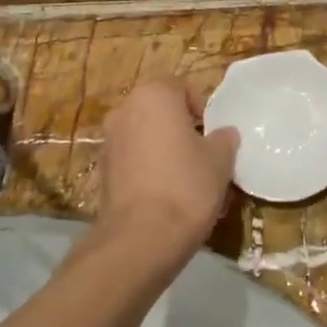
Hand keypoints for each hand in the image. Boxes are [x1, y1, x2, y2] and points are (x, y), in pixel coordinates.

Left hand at [93, 78, 238, 269]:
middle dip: (181, 129)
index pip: (182, 88)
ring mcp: (108, 141)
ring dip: (163, 150)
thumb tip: (223, 134)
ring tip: (185, 180)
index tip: (213, 136)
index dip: (202, 110)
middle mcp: (124, 110)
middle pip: (160, 112)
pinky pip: (132, 161)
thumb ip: (224, 138)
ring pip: (145, 137)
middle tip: (203, 156)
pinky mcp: (102, 171)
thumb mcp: (220, 159)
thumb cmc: (186, 185)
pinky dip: (147, 170)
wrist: (141, 237)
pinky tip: (165, 196)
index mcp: (153, 95)